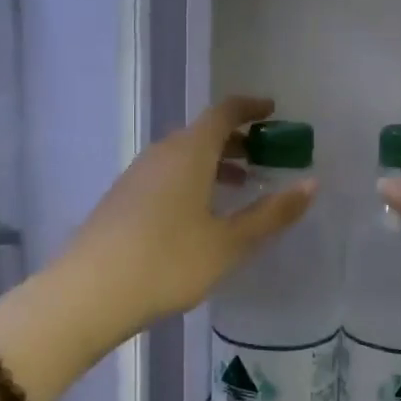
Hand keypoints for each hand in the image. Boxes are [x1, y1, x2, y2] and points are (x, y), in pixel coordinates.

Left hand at [57, 96, 315, 342]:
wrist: (88, 293)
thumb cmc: (168, 262)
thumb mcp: (229, 243)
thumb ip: (272, 214)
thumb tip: (311, 184)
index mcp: (189, 152)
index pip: (224, 112)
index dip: (250, 107)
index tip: (273, 111)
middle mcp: (162, 153)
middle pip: (203, 132)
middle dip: (236, 139)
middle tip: (264, 155)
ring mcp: (137, 175)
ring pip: (183, 155)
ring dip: (213, 162)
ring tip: (238, 186)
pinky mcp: (122, 198)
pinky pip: (166, 174)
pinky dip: (191, 178)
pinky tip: (198, 213)